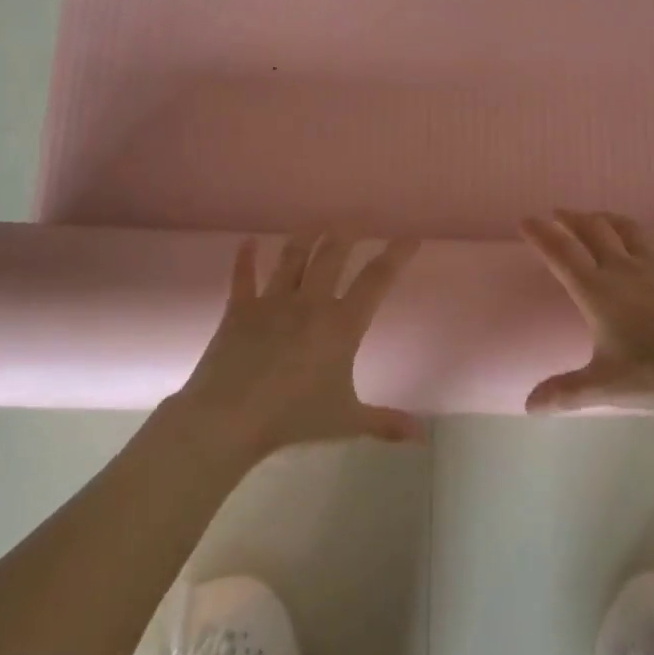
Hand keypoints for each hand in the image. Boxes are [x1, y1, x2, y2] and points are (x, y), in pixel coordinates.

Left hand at [173, 234, 423, 458]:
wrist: (229, 419)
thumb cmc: (293, 418)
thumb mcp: (346, 421)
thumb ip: (386, 423)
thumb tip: (424, 437)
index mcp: (341, 324)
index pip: (377, 280)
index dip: (396, 255)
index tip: (410, 237)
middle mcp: (310, 302)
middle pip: (332, 254)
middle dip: (348, 231)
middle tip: (359, 217)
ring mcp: (272, 302)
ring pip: (293, 257)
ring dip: (307, 236)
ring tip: (318, 222)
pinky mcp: (239, 310)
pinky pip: (243, 278)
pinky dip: (245, 258)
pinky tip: (248, 241)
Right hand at [521, 210, 653, 411]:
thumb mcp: (608, 386)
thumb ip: (567, 393)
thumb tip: (529, 406)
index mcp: (598, 292)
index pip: (562, 254)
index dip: (542, 235)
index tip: (527, 220)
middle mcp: (624, 268)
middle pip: (593, 232)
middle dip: (573, 219)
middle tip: (561, 213)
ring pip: (630, 229)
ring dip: (611, 219)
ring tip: (600, 216)